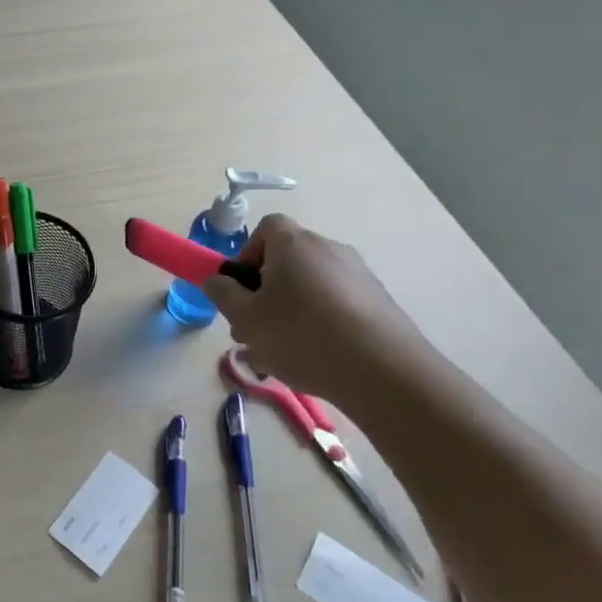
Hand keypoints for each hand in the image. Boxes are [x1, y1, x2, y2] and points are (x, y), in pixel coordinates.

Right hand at [201, 214, 428, 404]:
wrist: (385, 372)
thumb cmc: (302, 335)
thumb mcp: (246, 318)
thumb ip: (223, 294)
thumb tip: (216, 280)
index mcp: (293, 244)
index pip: (266, 228)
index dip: (248, 254)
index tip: (243, 289)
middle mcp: (328, 248)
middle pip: (287, 260)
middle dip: (266, 290)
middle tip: (255, 328)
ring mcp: (359, 275)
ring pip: (311, 286)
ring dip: (292, 310)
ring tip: (283, 353)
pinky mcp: (380, 302)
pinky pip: (338, 304)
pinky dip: (323, 323)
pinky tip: (318, 358)